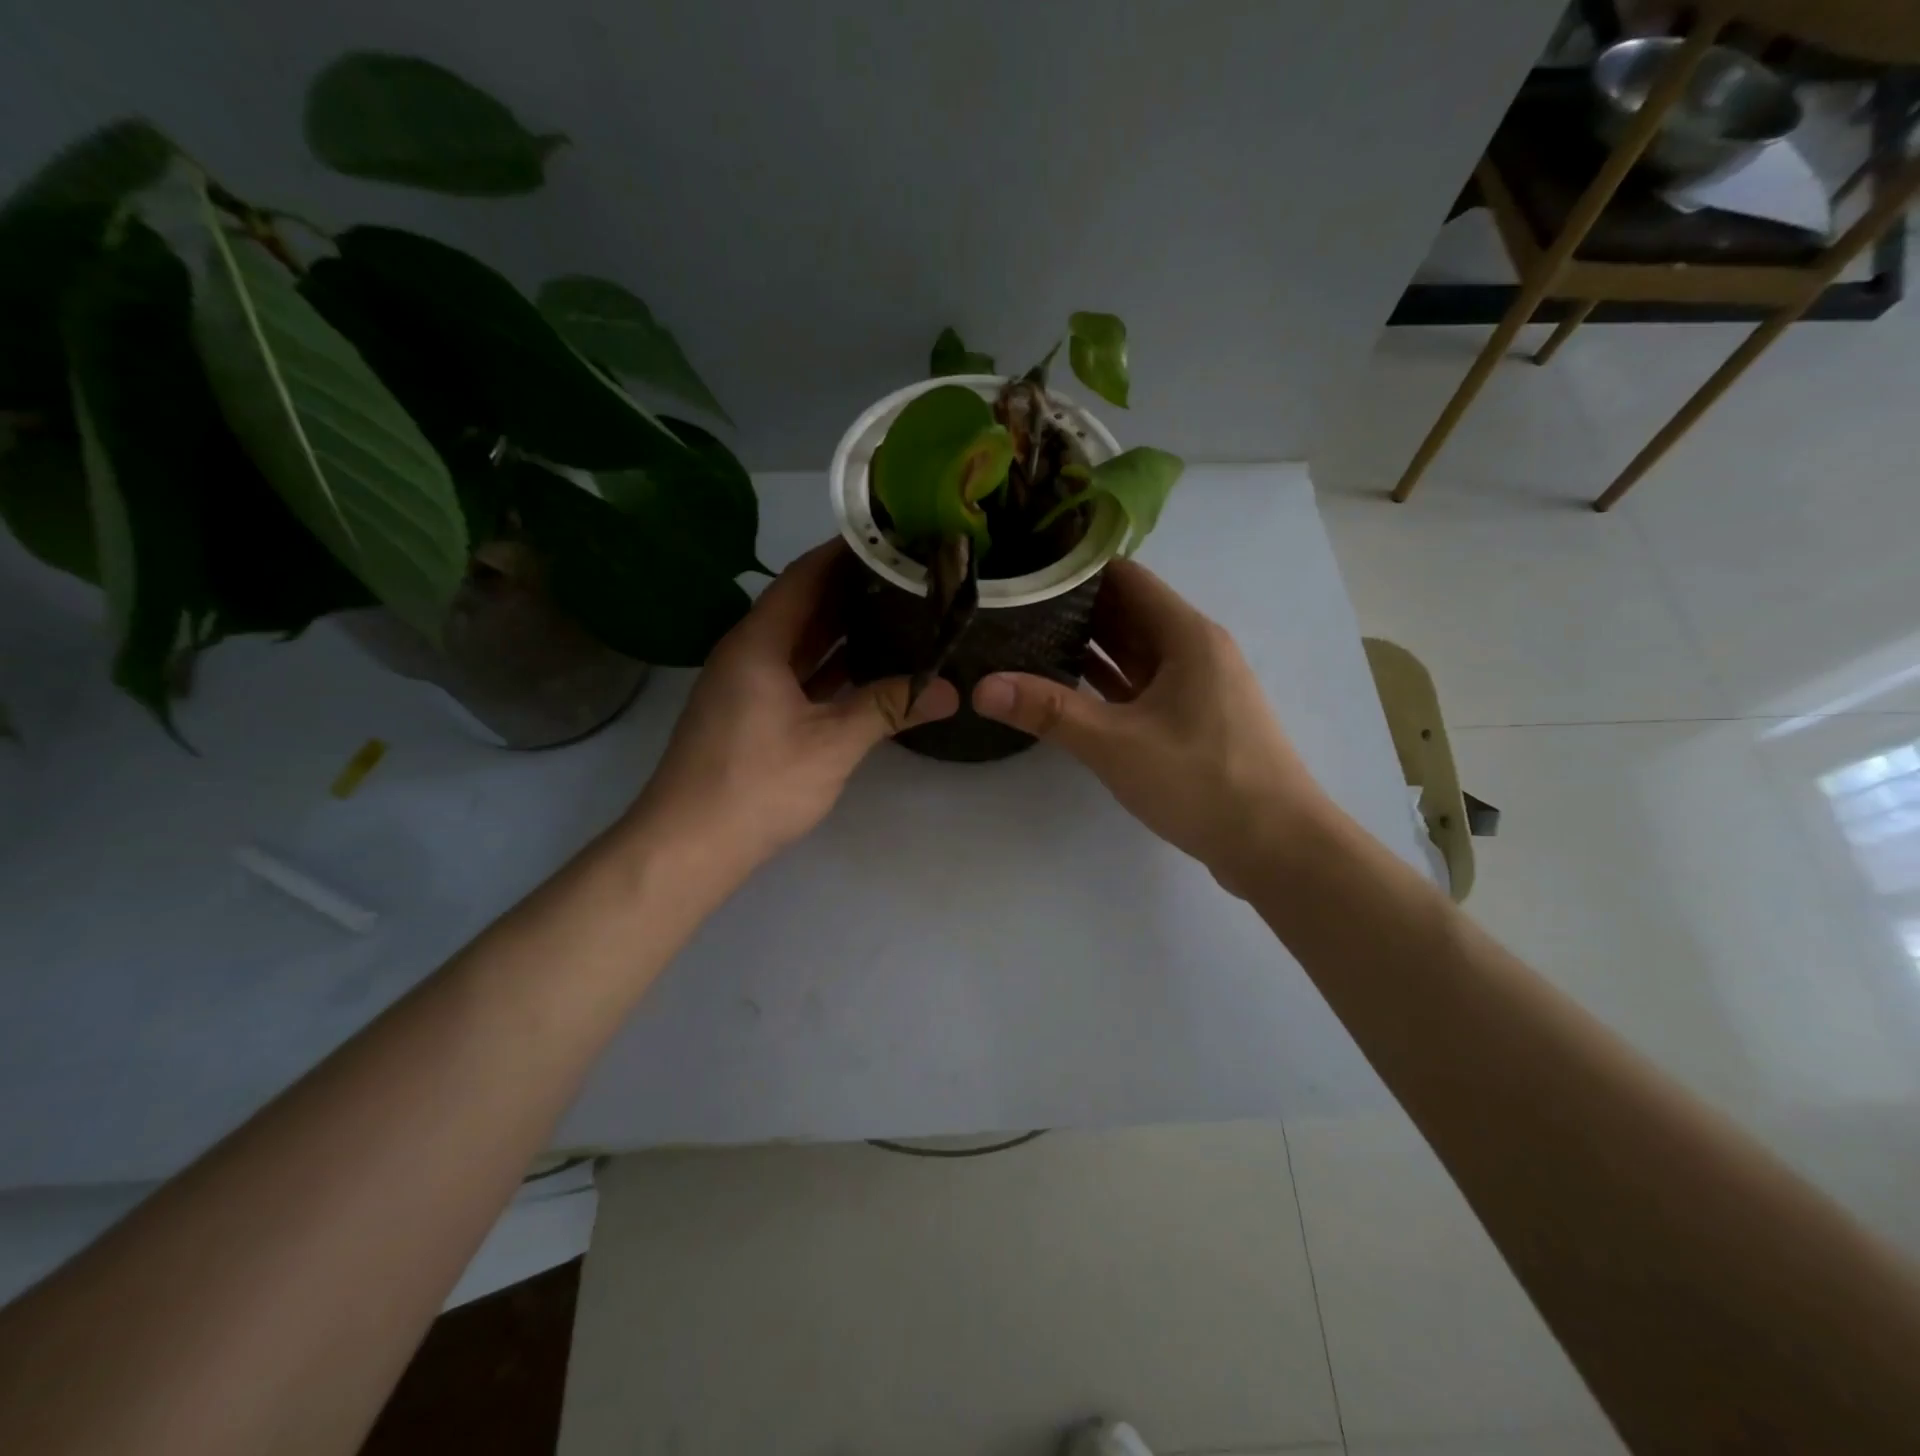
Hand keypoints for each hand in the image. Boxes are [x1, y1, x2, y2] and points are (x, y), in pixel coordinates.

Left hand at [629, 540, 958, 878]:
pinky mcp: (752, 715)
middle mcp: (748, 652)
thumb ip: (889, 708)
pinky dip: (831, 667)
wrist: (689, 845)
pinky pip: (797, 674)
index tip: (891, 536)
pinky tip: (868, 667)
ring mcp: (747, 685)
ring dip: (843, 628)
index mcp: (759, 642)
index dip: (845, 552)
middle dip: (852, 588)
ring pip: (801, 643)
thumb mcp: (832, 743)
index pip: (805, 576)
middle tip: (908, 574)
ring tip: (898, 610)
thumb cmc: (757, 784)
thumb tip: (949, 690)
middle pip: (804, 605)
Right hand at [972, 558, 1327, 898]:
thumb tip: (983, 686)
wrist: (1277, 847)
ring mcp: (1196, 687)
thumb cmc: (1202, 781)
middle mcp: (1194, 650)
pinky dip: (1107, 682)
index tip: (1024, 572)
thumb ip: (1049, 712)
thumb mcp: (1116, 744)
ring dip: (1089, 646)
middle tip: (1011, 609)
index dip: (1075, 570)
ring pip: (1134, 652)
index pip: (1125, 578)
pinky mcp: (1193, 721)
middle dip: (1073, 609)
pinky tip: (1067, 688)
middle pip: (1128, 612)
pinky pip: (1142, 686)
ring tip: (1026, 641)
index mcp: (1186, 635)